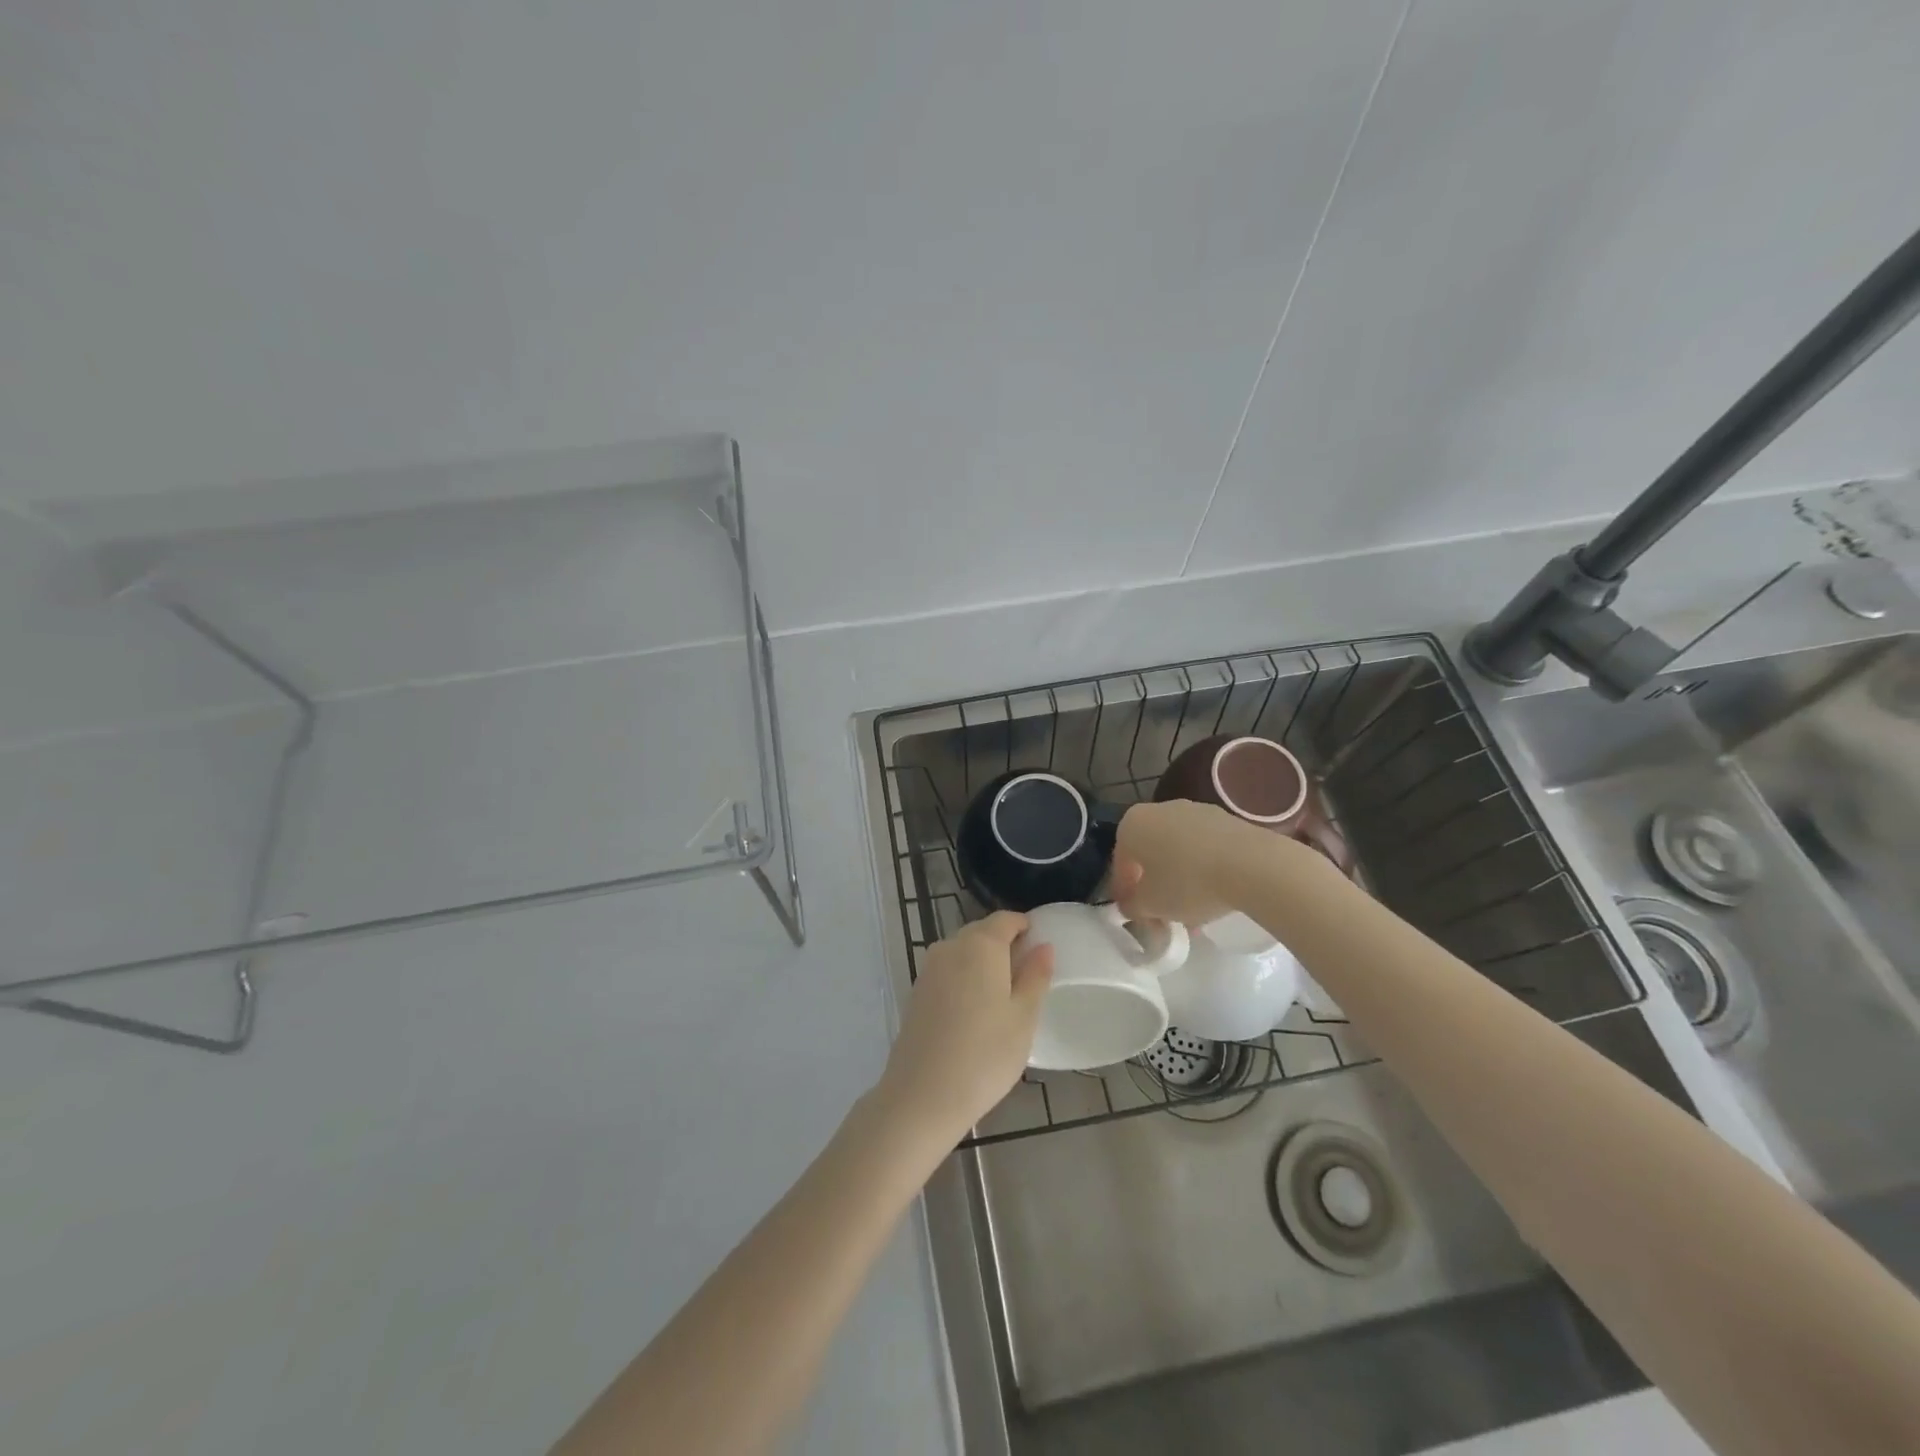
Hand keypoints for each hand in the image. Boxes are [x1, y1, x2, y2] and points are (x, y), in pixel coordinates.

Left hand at [876, 912, 1053, 1145]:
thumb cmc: (985, 1055)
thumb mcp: (1023, 1018)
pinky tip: (975, 1010)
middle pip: (982, 932)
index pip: (1005, 919)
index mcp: (980, 945)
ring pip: (962, 952)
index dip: (1025, 927)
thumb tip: (1044, 945)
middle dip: (1004, 944)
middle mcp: (950, 947)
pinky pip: (947, 971)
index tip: (1040, 945)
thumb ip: (1035, 976)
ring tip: (1003, 996)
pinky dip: (964, 979)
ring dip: (983, 963)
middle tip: (1027, 975)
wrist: (922, 1095)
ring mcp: (929, 969)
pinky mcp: (916, 992)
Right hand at [1110, 799, 1305, 924]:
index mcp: (1132, 824)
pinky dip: (1203, 868)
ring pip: (1177, 850)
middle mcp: (1159, 809)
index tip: (1135, 915)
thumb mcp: (1151, 905)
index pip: (1120, 862)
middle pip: (1149, 853)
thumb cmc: (1188, 883)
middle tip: (1162, 913)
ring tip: (1193, 910)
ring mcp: (1194, 810)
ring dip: (1179, 878)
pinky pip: (1204, 847)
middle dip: (1153, 884)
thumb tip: (1131, 905)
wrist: (1251, 864)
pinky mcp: (1225, 818)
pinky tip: (1214, 893)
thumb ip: (1132, 906)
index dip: (1124, 892)